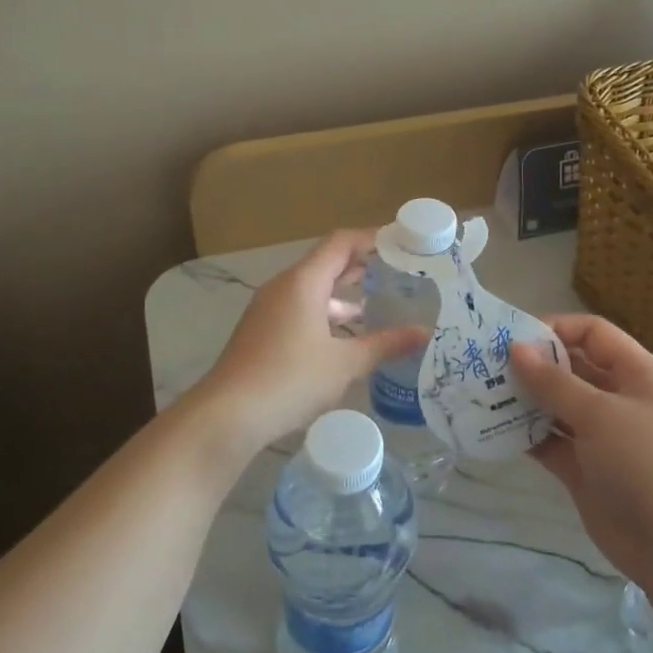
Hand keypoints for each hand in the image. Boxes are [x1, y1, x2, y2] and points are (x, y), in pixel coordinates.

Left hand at [187, 230, 428, 466]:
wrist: (228, 414)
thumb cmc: (290, 379)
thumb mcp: (345, 363)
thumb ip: (385, 344)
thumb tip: (424, 334)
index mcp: (303, 281)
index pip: (341, 242)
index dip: (371, 238)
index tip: (401, 243)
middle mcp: (283, 287)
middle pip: (326, 263)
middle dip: (361, 266)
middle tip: (398, 273)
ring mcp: (269, 309)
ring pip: (313, 290)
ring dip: (343, 295)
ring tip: (377, 306)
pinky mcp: (262, 331)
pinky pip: (300, 309)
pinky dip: (325, 314)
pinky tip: (345, 338)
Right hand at [510, 315, 652, 586]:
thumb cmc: (648, 464)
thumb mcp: (601, 414)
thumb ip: (554, 382)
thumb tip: (515, 348)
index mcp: (636, 373)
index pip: (592, 334)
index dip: (555, 328)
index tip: (511, 336)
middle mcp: (618, 399)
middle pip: (571, 369)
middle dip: (532, 365)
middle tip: (485, 365)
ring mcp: (601, 437)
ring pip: (556, 407)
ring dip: (524, 401)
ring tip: (481, 395)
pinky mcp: (585, 471)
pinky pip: (550, 443)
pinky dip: (526, 436)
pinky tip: (493, 430)